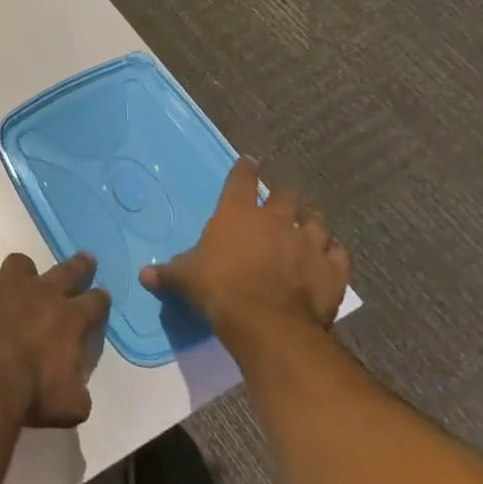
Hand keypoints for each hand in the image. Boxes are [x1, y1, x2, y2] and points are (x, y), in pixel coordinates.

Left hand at [0, 254, 110, 427]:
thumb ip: (78, 388)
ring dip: (23, 273)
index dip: (100, 299)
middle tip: (86, 258)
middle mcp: (42, 292)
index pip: (95, 302)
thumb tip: (75, 385)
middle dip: (80, 265)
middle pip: (67, 270)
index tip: (102, 294)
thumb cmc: (30, 395)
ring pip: (20, 263)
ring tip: (18, 283)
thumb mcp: (71, 405)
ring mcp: (6, 283)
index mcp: (70, 320)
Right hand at [139, 158, 349, 348]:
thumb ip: (166, 273)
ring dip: (312, 220)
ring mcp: (308, 243)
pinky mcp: (332, 269)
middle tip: (281, 201)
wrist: (266, 322)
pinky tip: (331, 254)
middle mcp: (276, 220)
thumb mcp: (184, 279)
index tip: (250, 161)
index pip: (242, 180)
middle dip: (284, 196)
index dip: (245, 169)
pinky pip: (339, 253)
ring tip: (309, 223)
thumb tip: (143, 276)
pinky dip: (334, 252)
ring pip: (317, 220)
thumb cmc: (219, 288)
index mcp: (237, 213)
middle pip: (286, 196)